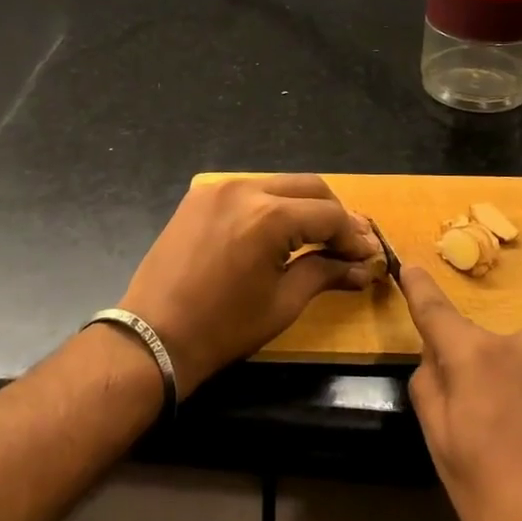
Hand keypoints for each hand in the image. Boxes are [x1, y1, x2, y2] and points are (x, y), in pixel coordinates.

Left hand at [120, 175, 380, 394]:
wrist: (154, 336)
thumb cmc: (224, 328)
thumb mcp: (283, 302)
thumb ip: (325, 273)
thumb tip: (362, 268)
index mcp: (269, 217)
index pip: (329, 214)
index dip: (354, 236)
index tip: (367, 257)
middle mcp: (245, 189)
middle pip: (308, 187)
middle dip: (333, 214)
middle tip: (347, 245)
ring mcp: (218, 189)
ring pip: (278, 184)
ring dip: (303, 206)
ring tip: (316, 237)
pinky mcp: (198, 196)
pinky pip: (248, 190)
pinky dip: (270, 205)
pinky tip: (276, 232)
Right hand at [401, 267, 521, 520]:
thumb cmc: (505, 506)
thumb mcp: (444, 452)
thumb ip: (430, 389)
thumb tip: (436, 358)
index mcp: (477, 356)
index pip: (436, 310)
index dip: (419, 288)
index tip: (410, 266)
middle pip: (483, 350)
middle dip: (477, 377)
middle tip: (484, 435)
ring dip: (516, 392)